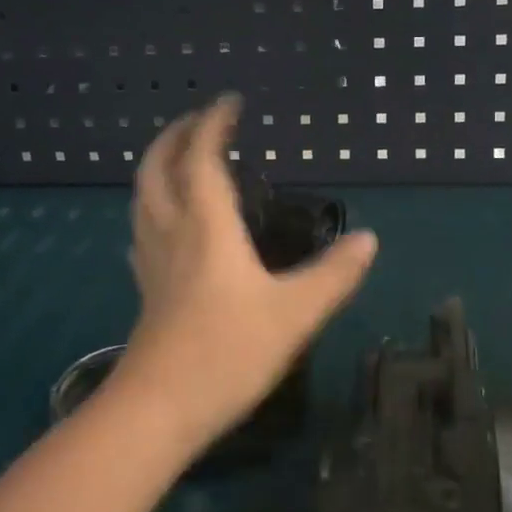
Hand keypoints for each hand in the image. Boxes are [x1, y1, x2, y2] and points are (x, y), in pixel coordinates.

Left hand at [106, 96, 378, 459]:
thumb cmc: (227, 353)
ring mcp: (152, 261)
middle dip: (176, 135)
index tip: (230, 101)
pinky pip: (143, 228)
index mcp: (206, 226)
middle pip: (158, 167)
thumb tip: (367, 239)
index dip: (214, 124)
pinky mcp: (146, 289)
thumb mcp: (294, 314)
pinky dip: (153, 206)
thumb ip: (334, 275)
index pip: (203, 158)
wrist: (158, 410)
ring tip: (181, 159)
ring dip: (159, 166)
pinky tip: (165, 223)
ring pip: (143, 196)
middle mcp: (172, 232)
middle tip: (199, 120)